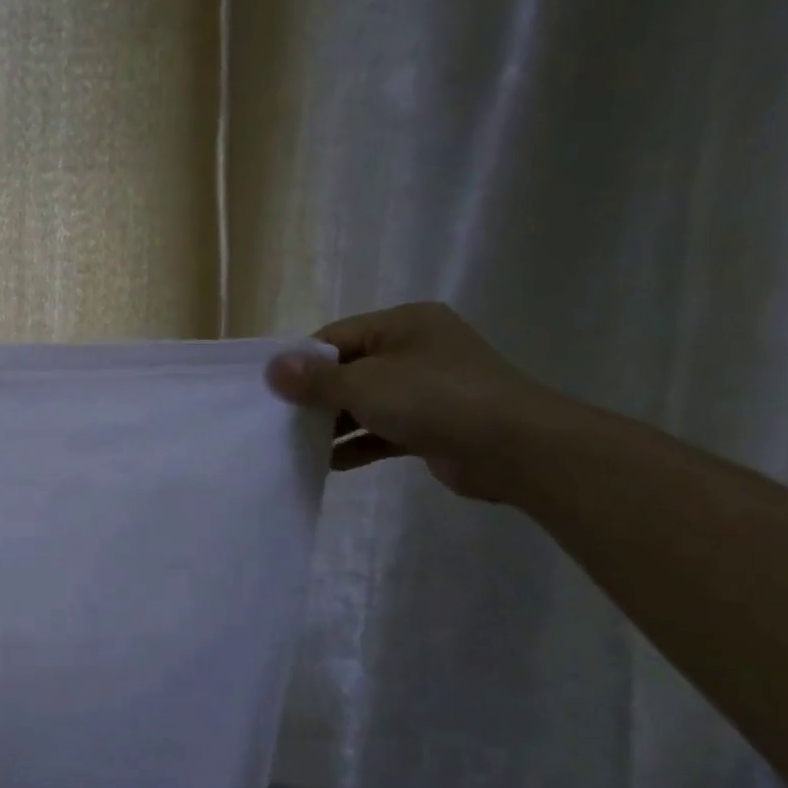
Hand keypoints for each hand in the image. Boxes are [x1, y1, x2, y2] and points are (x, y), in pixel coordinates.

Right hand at [266, 302, 567, 501]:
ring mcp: (427, 389)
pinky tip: (328, 463)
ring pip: (365, 403)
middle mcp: (416, 350)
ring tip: (296, 444)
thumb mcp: (364, 383)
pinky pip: (383, 430)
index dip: (301, 362)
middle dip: (315, 396)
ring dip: (333, 424)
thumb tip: (272, 369)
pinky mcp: (434, 425)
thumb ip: (315, 379)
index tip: (271, 390)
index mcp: (403, 324)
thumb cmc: (434, 399)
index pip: (336, 337)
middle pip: (349, 370)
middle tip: (279, 419)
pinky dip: (357, 444)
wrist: (516, 449)